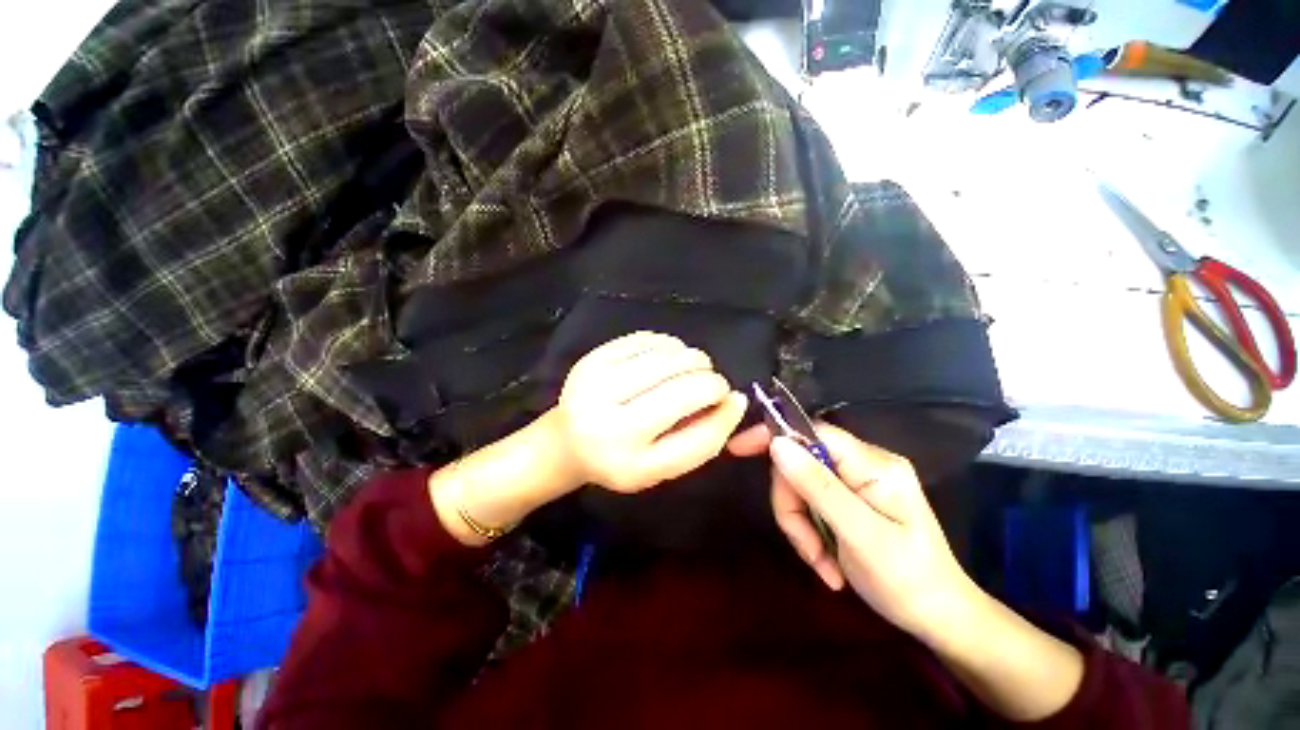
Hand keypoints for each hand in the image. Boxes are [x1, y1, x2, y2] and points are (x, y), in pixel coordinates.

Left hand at [555, 331, 747, 492]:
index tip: (734, 400)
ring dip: (693, 359)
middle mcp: (609, 426)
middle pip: (684, 390)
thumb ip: (701, 439)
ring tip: (693, 368)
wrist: (567, 441)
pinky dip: (670, 345)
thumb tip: (735, 400)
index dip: (725, 414)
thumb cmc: (621, 457)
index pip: (696, 439)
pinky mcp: (592, 358)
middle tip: (712, 383)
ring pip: (668, 358)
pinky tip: (669, 357)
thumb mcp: (661, 466)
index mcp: (630, 464)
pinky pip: (648, 340)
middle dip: (712, 380)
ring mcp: (596, 386)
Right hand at [727, 423, 977, 640]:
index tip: (738, 449)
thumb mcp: (861, 535)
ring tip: (822, 563)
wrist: (939, 618)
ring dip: (800, 526)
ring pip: (800, 488)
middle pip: (800, 465)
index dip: (773, 436)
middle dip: (792, 505)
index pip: (812, 432)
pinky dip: (809, 533)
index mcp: (872, 465)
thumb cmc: (908, 580)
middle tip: (806, 546)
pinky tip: (828, 563)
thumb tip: (777, 444)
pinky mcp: (848, 501)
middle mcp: (862, 465)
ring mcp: (854, 483)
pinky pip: (810, 505)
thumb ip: (818, 486)